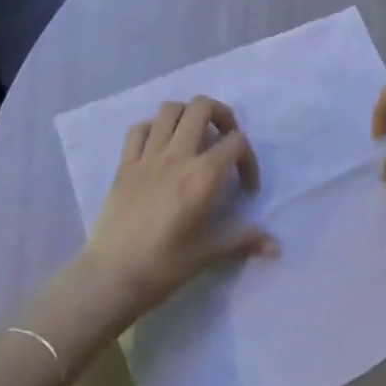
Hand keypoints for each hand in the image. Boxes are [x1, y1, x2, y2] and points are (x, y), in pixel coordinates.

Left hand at [82, 96, 276, 319]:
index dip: (249, 160)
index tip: (245, 188)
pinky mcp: (125, 164)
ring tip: (195, 137)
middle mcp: (177, 155)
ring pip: (170, 109)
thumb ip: (243, 240)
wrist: (110, 279)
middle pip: (202, 106)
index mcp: (202, 175)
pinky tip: (160, 147)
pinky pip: (139, 129)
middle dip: (221, 115)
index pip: (236, 142)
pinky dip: (153, 129)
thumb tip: (275, 247)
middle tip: (224, 140)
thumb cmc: (163, 267)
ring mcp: (148, 156)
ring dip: (187, 115)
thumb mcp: (208, 253)